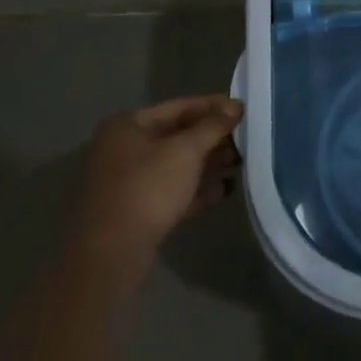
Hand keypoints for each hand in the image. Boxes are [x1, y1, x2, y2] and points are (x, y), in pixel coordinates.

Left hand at [76, 95, 242, 283]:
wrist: (113, 254)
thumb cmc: (148, 188)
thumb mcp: (186, 151)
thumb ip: (213, 126)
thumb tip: (236, 106)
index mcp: (128, 125)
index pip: (179, 107)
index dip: (214, 106)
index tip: (243, 110)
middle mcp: (124, 149)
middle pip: (178, 136)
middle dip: (213, 138)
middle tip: (247, 138)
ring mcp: (129, 182)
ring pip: (177, 165)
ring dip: (209, 164)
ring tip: (242, 163)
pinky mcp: (137, 211)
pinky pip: (172, 191)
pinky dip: (197, 189)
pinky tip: (225, 190)